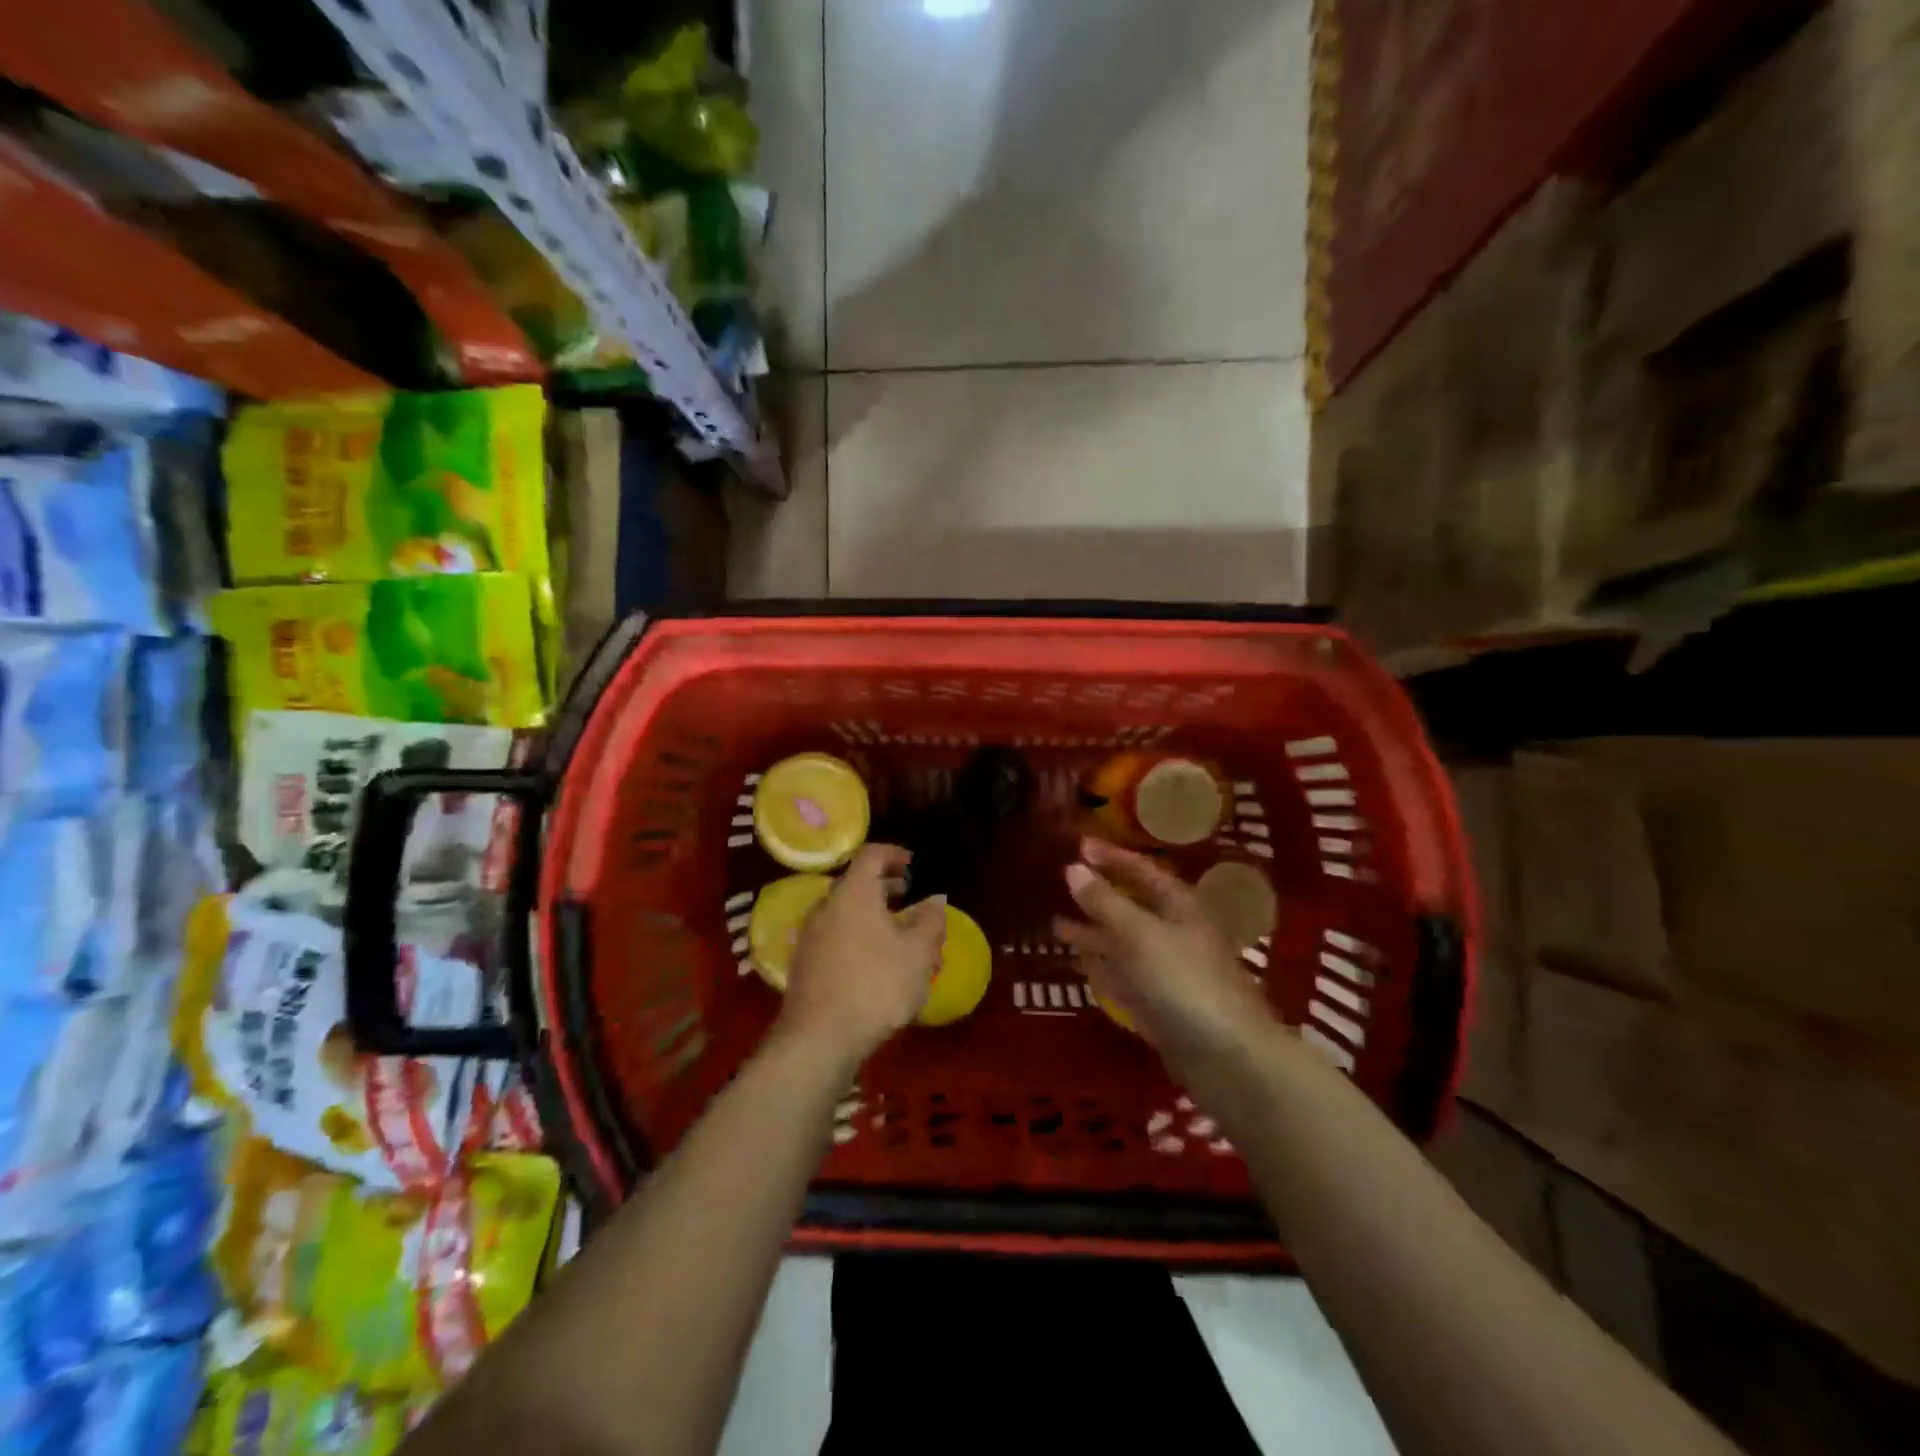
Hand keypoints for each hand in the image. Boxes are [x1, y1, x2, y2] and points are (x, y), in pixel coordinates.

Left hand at [777, 844, 947, 1062]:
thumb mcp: (918, 953)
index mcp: (853, 893)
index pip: (871, 855)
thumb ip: (930, 921)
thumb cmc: (875, 985)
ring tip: (900, 938)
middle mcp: (827, 907)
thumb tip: (935, 900)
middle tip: (911, 900)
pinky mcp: (805, 964)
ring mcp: (811, 936)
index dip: (894, 854)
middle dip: (886, 889)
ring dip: (874, 918)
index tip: (913, 865)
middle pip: (857, 885)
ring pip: (847, 914)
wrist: (818, 1038)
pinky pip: (837, 937)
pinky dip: (859, 938)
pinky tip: (877, 966)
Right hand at [1054, 838, 1273, 1069]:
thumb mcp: (1138, 934)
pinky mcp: (1159, 1005)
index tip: (1078, 845)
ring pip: (1124, 944)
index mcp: (1178, 907)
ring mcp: (1167, 971)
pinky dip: (1102, 967)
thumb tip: (1072, 868)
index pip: (1142, 870)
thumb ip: (1104, 901)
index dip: (1111, 857)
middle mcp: (1174, 933)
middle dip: (1098, 896)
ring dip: (1093, 934)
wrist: (1226, 1057)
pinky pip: (1124, 977)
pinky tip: (1079, 963)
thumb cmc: (1182, 981)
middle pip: (1131, 907)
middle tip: (1062, 884)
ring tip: (1056, 925)